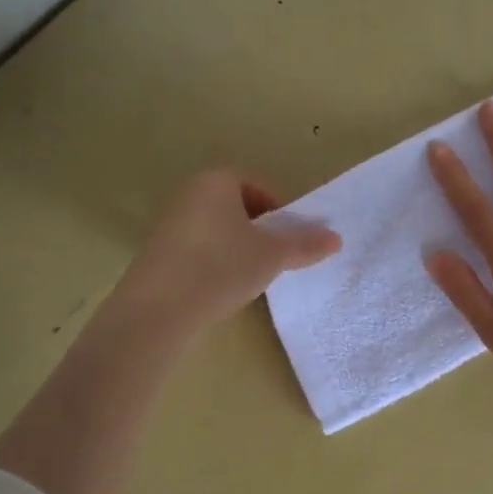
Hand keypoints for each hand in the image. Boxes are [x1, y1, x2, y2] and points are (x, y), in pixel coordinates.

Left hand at [0, 173, 335, 493]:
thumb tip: (337, 238)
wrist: (156, 312)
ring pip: (218, 231)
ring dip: (238, 250)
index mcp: (216, 181)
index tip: (290, 241)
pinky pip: (197, 250)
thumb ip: (305, 244)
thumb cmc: (220, 267)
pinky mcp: (155, 254)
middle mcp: (188, 194)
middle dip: (260, 232)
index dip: (281, 214)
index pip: (259, 188)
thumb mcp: (272, 256)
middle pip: (238, 209)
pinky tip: (220, 290)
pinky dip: (214, 264)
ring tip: (250, 278)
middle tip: (275, 260)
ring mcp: (167, 224)